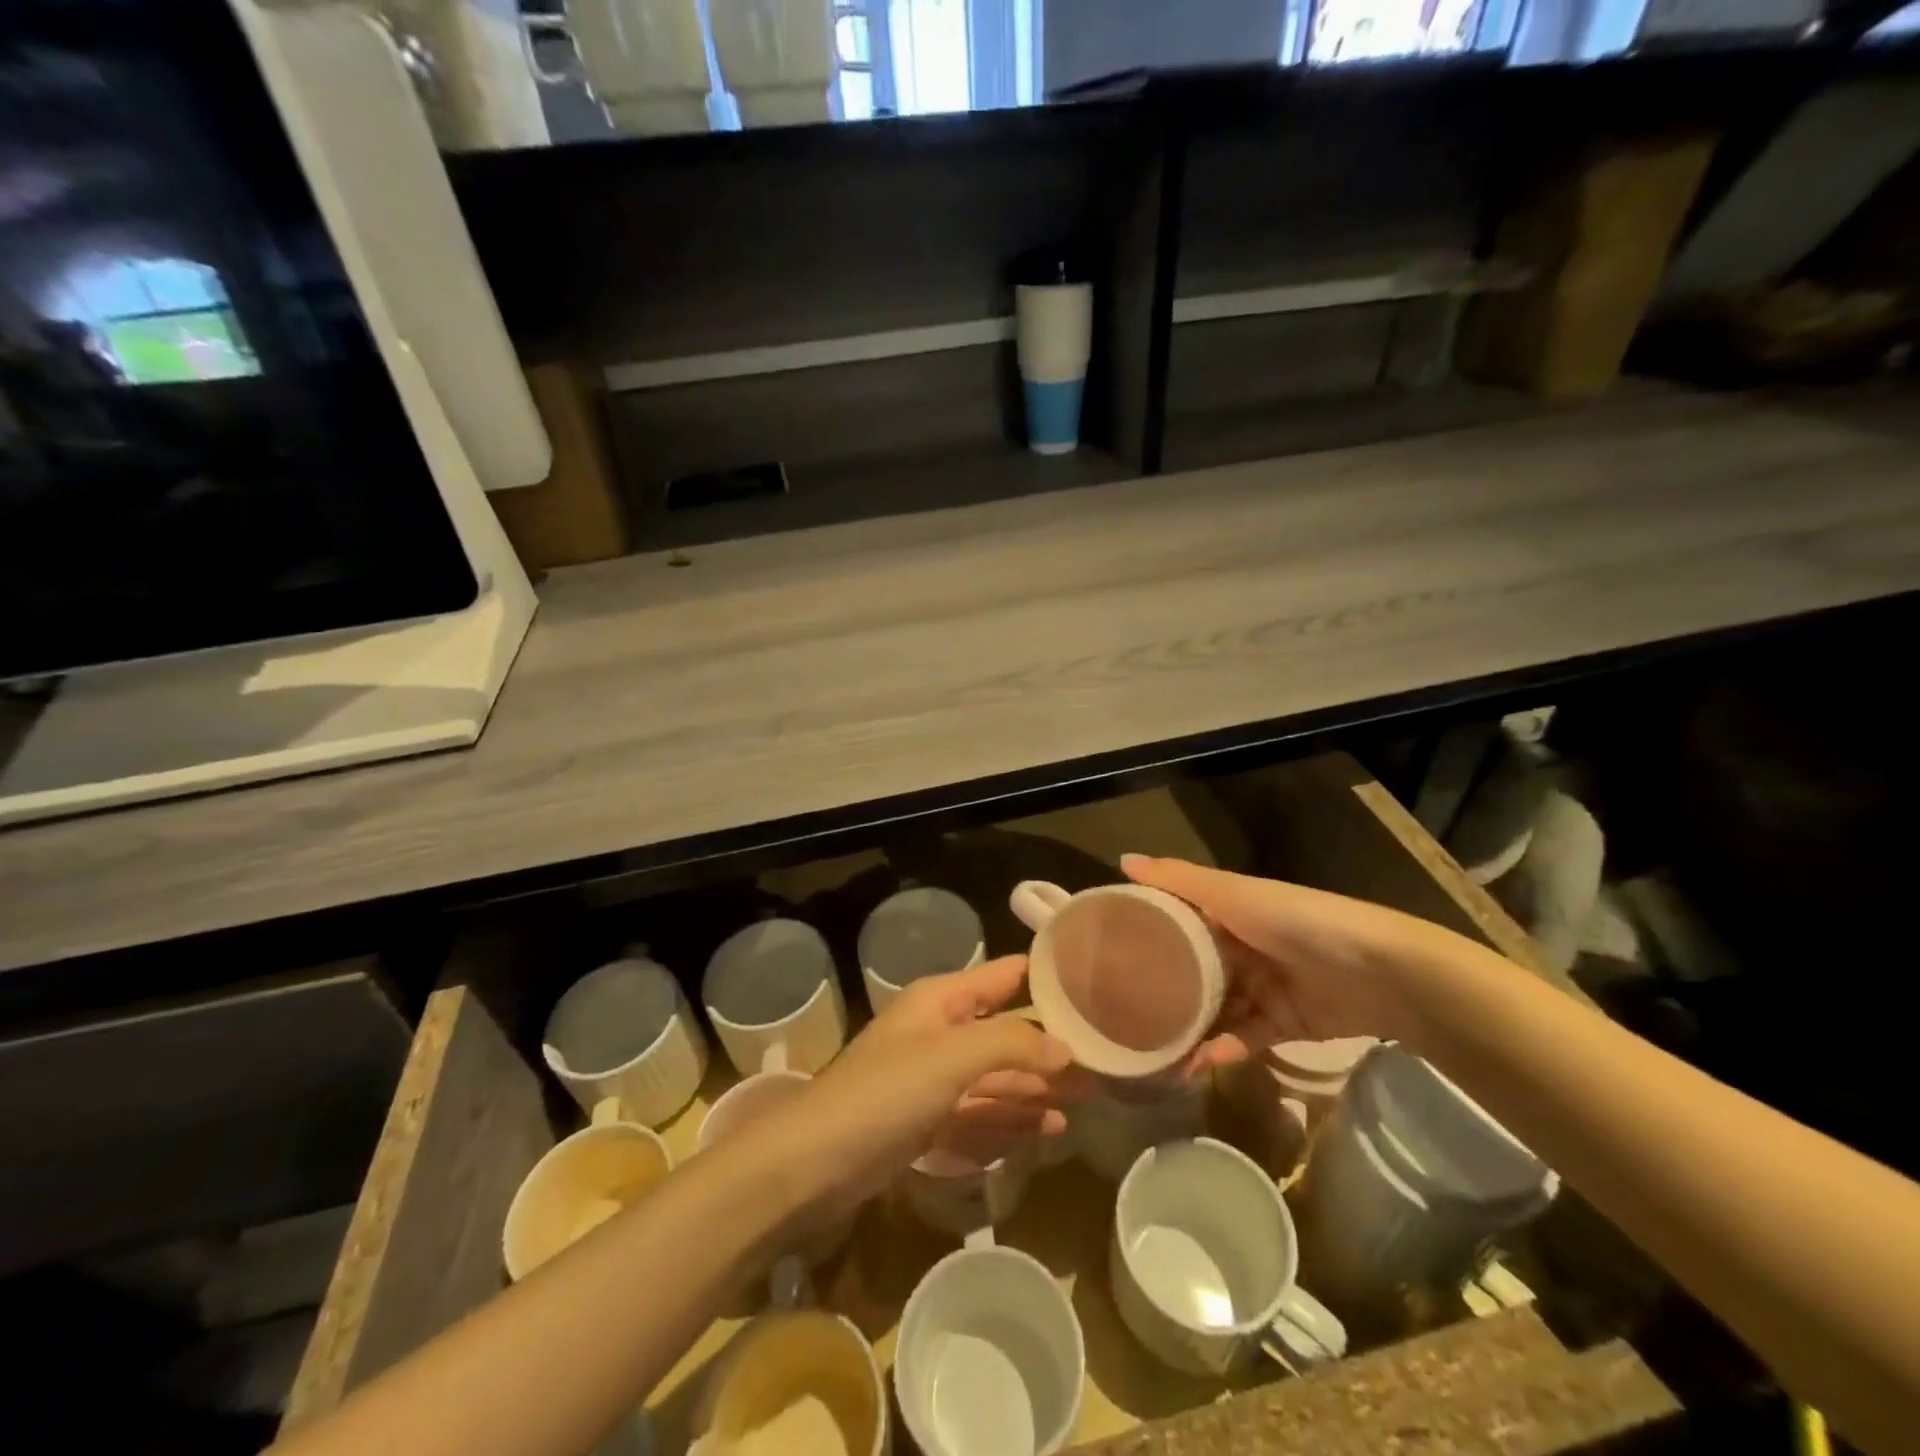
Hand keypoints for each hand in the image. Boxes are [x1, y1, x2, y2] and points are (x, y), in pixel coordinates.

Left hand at [777, 956, 1076, 1218]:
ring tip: (1085, 1101)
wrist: (813, 1164)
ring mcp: (932, 1081)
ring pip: (996, 1078)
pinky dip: (1011, 1120)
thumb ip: (1011, 1044)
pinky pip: (980, 1115)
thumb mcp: (952, 1057)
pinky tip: (1047, 1130)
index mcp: (941, 1001)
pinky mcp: (926, 1123)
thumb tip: (1064, 1047)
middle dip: (1050, 1048)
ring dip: (1037, 1088)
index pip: (1003, 976)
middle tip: (1104, 1063)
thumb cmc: (885, 1092)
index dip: (1045, 978)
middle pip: (1006, 1034)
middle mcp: (940, 1033)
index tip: (1094, 985)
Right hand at [1120, 854, 1428, 1073]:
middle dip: (1162, 989)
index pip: (1177, 917)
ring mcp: (1263, 987)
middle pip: (1192, 968)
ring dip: (1188, 1028)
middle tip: (1118, 1011)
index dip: (1144, 930)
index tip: (1103, 948)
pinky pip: (1243, 1038)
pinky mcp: (1283, 1025)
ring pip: (1214, 1009)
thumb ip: (1179, 880)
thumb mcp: (1233, 894)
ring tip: (1150, 1049)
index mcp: (1229, 911)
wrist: (1379, 973)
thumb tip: (1122, 858)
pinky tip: (1195, 1063)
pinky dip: (1221, 1049)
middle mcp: (1242, 947)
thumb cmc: (1295, 921)